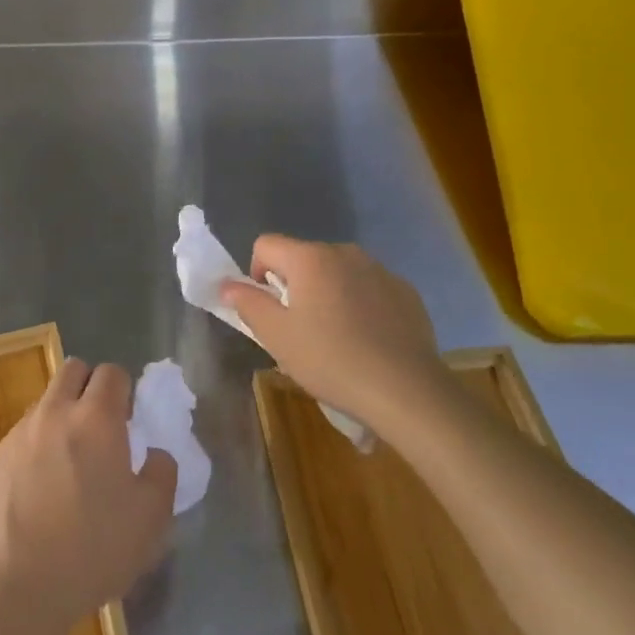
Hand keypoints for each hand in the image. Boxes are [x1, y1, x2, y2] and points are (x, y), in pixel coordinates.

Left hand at [0, 359, 176, 634]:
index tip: (128, 422)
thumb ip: (161, 472)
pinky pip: (23, 434)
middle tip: (100, 428)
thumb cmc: (92, 551)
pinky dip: (37, 446)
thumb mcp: (151, 519)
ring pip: (46, 402)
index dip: (125, 391)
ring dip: (62, 415)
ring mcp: (19, 433)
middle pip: (73, 370)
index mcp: (96, 419)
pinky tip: (40, 489)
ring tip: (69, 463)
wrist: (16, 588)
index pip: (112, 373)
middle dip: (90, 387)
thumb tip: (154, 453)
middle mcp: (54, 413)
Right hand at [222, 236, 457, 434]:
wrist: (405, 390)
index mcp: (310, 258)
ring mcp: (380, 270)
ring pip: (338, 273)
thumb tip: (228, 285)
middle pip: (303, 258)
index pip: (266, 245)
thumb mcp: (276, 336)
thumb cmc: (330, 359)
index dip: (256, 273)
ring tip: (336, 337)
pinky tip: (367, 341)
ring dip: (328, 294)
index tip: (268, 310)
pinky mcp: (406, 292)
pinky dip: (360, 305)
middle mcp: (345, 253)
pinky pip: (369, 289)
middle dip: (294, 285)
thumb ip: (247, 303)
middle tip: (299, 329)